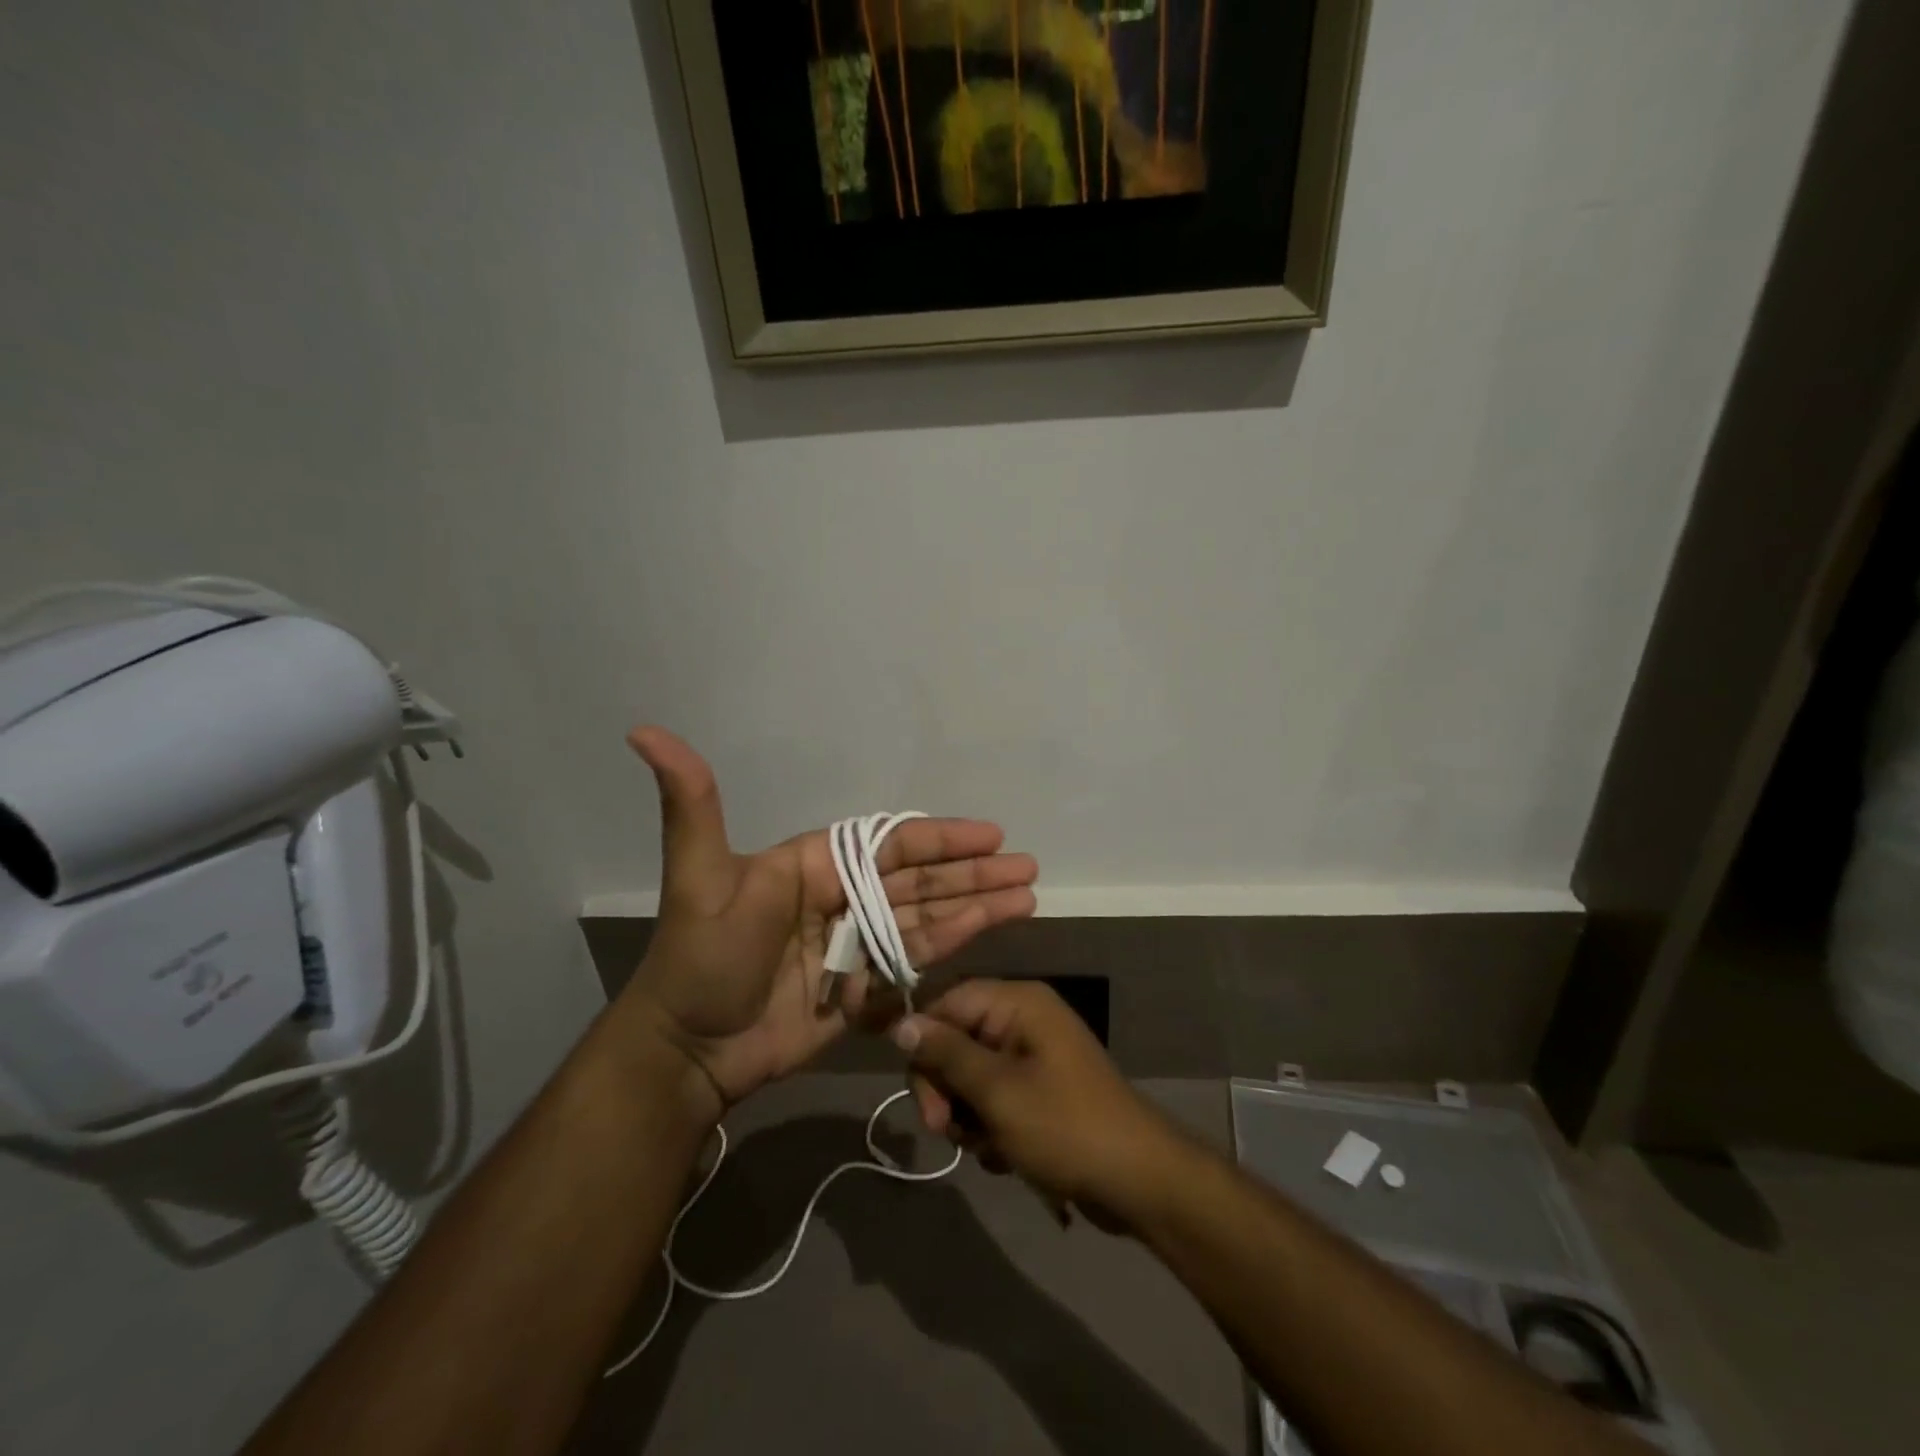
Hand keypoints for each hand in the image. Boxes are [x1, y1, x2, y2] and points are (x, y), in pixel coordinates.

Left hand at [617, 728, 1038, 1113]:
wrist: (688, 1050)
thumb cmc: (700, 958)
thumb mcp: (698, 876)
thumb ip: (691, 803)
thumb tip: (642, 729)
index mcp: (816, 865)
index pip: (891, 845)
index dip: (941, 838)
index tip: (990, 834)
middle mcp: (843, 897)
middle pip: (919, 879)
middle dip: (973, 871)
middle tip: (1027, 866)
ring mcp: (855, 944)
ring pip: (926, 917)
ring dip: (976, 906)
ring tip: (1026, 896)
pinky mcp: (862, 987)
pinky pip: (915, 960)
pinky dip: (953, 944)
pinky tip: (990, 931)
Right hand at [893, 979, 1185, 1223]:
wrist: (1138, 1182)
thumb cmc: (1065, 1127)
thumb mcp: (997, 1091)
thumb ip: (946, 1053)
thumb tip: (901, 1023)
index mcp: (1018, 1003)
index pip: (947, 1001)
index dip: (924, 1043)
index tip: (920, 1094)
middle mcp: (1024, 1020)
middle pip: (955, 1040)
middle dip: (945, 1088)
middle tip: (946, 1130)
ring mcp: (1033, 1056)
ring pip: (970, 1076)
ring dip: (967, 1115)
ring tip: (987, 1146)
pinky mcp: (1039, 1091)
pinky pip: (994, 1099)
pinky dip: (990, 1128)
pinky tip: (1004, 1155)